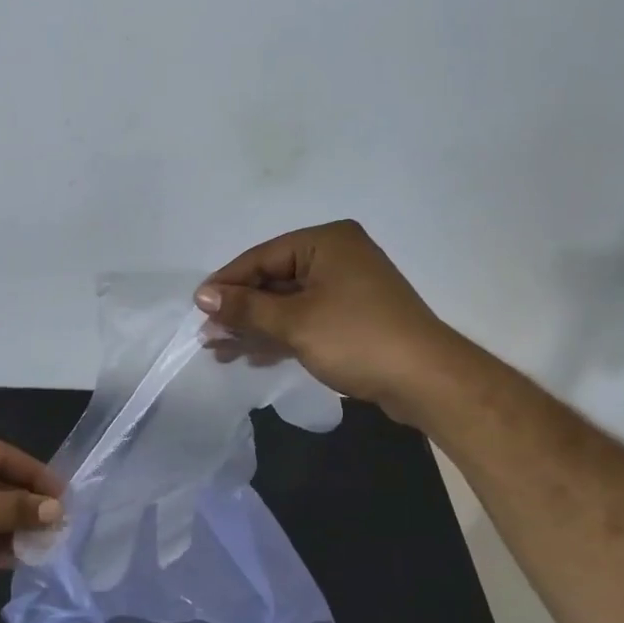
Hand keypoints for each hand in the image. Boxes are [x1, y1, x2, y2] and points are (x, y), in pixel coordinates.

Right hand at [195, 220, 467, 421]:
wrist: (426, 380)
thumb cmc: (356, 338)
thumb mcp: (294, 322)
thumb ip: (245, 308)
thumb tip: (201, 295)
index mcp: (325, 242)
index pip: (261, 257)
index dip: (226, 284)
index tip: (197, 309)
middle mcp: (337, 256)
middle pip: (273, 279)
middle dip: (240, 311)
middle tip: (208, 337)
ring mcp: (347, 288)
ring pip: (287, 303)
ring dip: (255, 328)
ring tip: (221, 352)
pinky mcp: (353, 317)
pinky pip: (305, 319)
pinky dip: (280, 335)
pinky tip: (254, 356)